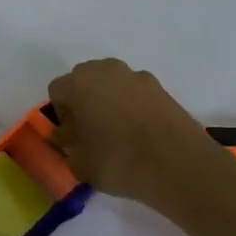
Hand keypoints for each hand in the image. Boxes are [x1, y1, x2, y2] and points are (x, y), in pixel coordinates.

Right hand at [47, 58, 223, 211]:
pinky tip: (142, 133)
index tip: (72, 136)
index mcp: (78, 83)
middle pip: (84, 80)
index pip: (57, 91)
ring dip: (109, 100)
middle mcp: (105, 70)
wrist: (179, 165)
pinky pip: (135, 92)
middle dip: (83, 101)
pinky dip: (133, 105)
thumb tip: (68, 137)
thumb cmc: (119, 161)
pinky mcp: (161, 87)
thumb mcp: (80, 164)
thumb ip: (67, 146)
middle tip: (91, 131)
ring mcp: (136, 76)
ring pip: (111, 83)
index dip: (62, 114)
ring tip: (119, 132)